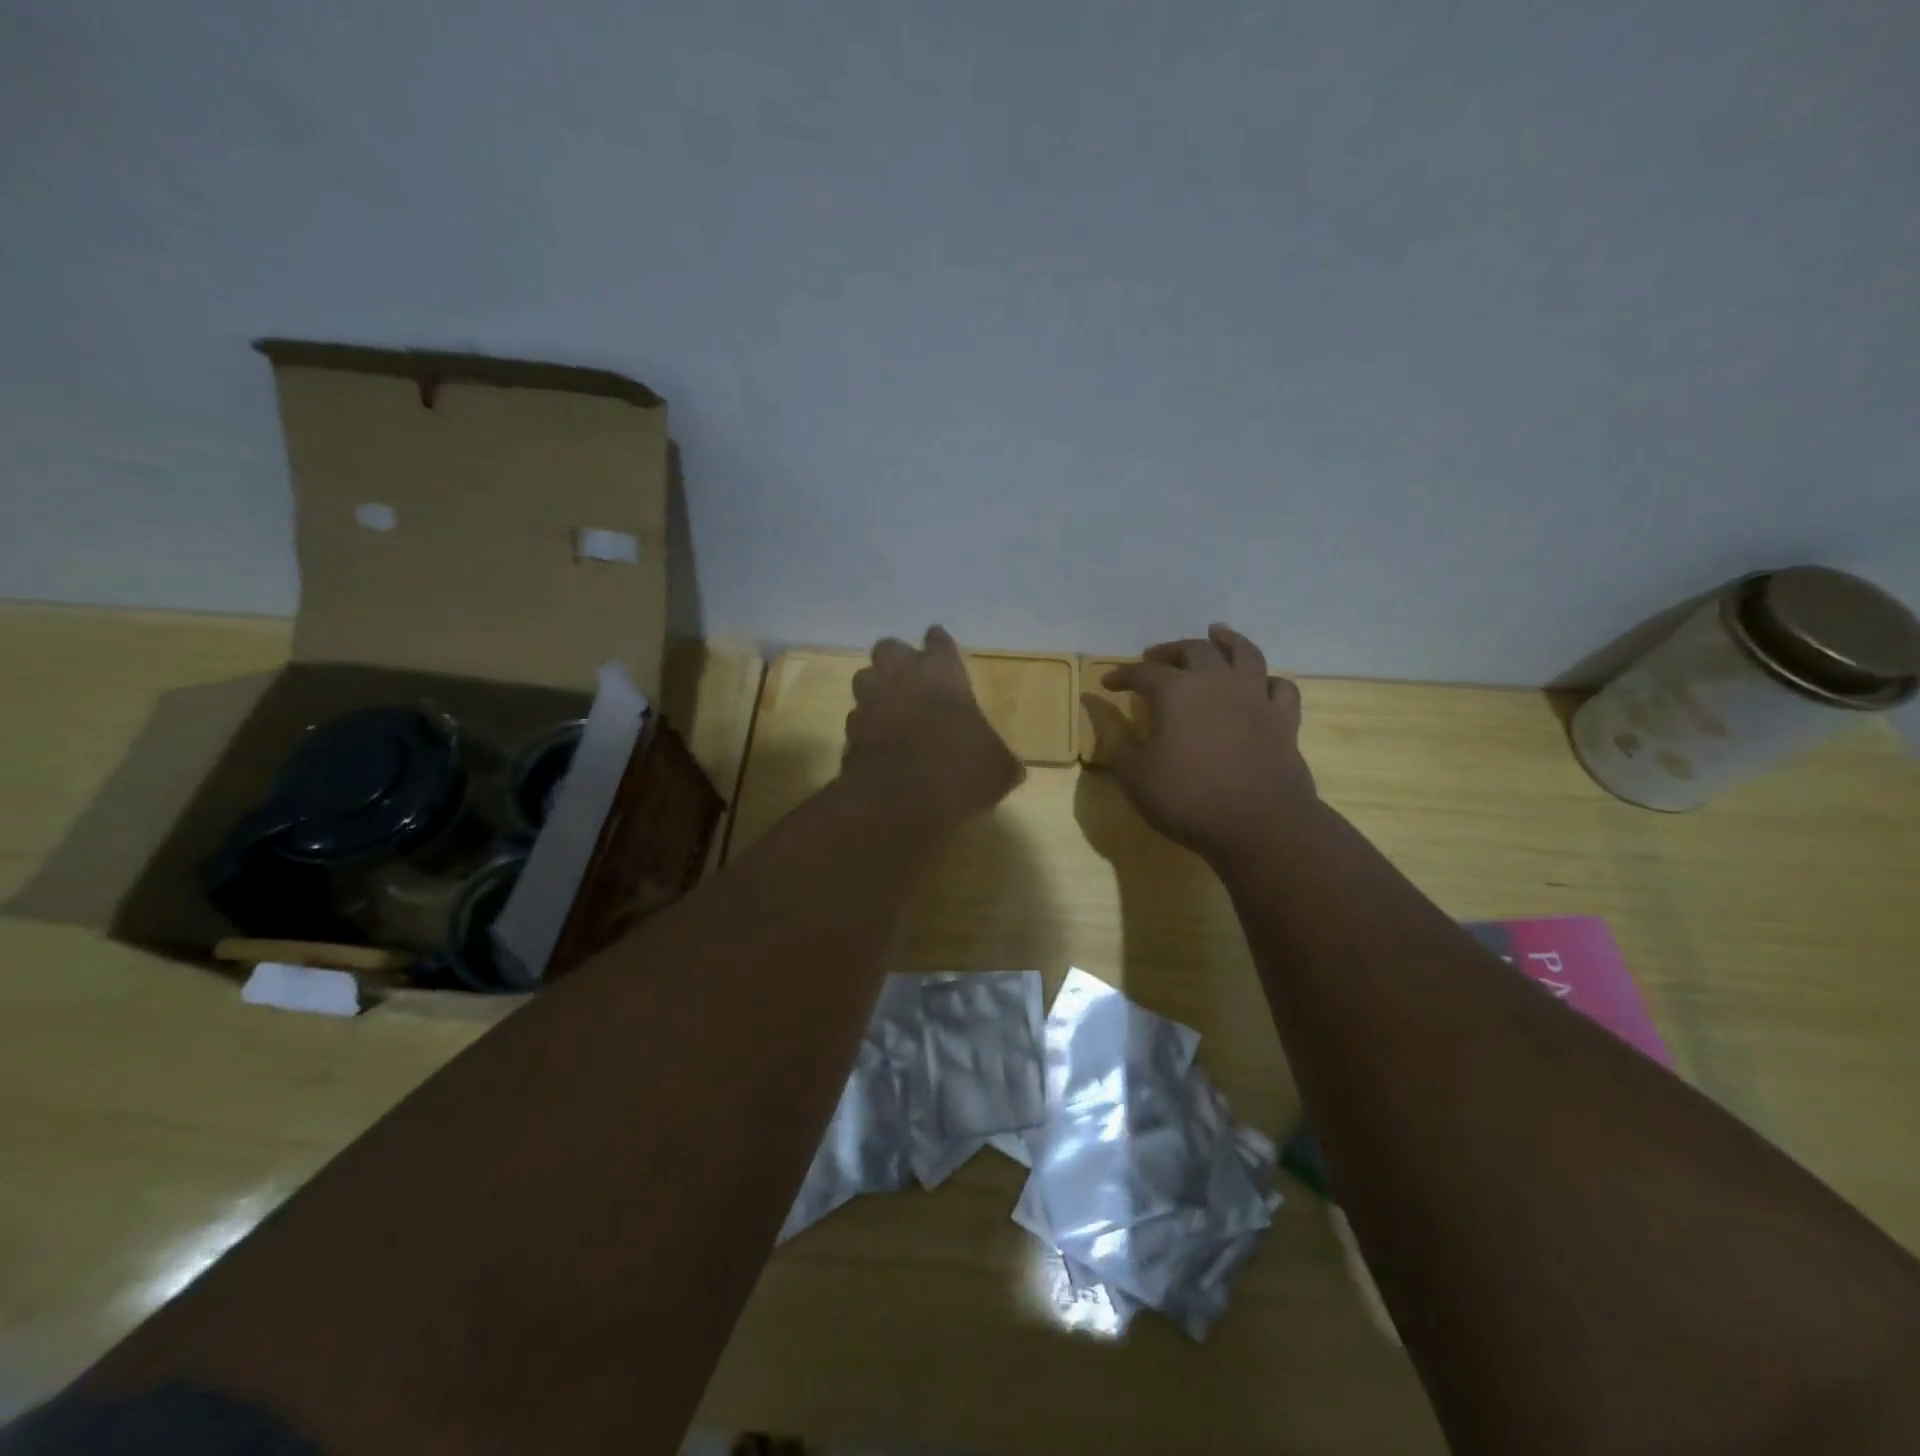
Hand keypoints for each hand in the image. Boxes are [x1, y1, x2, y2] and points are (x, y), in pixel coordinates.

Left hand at [844, 626, 1023, 827]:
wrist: (896, 804)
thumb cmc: (956, 772)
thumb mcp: (997, 769)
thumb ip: (1001, 759)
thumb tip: (1009, 768)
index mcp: (941, 674)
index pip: (939, 642)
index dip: (940, 645)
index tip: (940, 646)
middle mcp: (900, 678)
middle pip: (889, 648)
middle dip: (898, 659)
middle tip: (911, 677)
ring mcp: (869, 703)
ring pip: (865, 678)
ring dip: (877, 687)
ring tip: (892, 706)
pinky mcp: (849, 733)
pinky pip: (857, 718)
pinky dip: (867, 726)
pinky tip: (880, 742)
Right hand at [1082, 624, 1317, 862]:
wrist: (1259, 824)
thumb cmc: (1187, 798)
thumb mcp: (1135, 773)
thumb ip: (1114, 737)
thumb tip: (1094, 705)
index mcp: (1176, 692)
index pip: (1143, 673)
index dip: (1122, 675)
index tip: (1108, 683)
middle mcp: (1217, 682)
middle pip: (1194, 651)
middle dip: (1170, 651)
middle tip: (1155, 657)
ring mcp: (1255, 698)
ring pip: (1244, 654)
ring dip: (1228, 640)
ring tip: (1217, 633)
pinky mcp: (1283, 720)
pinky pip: (1280, 688)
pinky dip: (1268, 680)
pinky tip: (1261, 682)